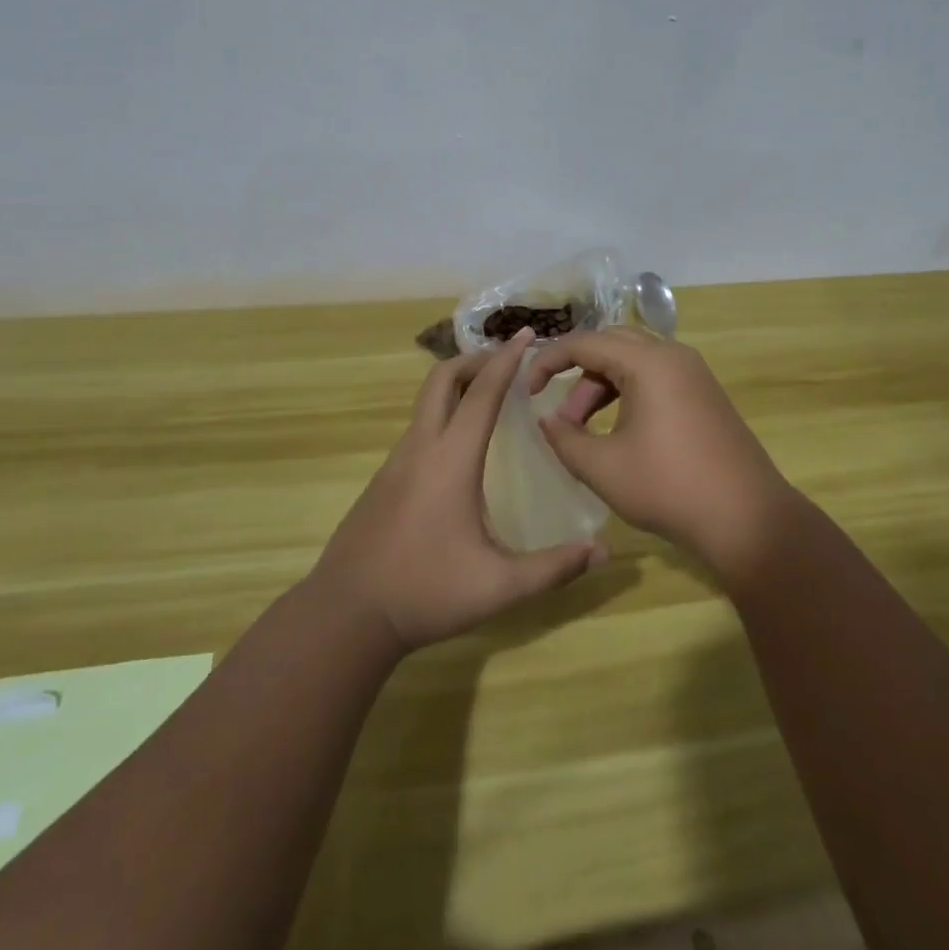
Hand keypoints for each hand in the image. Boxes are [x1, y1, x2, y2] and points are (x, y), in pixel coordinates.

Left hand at [310, 329, 606, 652]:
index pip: (482, 393)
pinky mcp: (383, 480)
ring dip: (457, 386)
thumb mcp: (498, 586)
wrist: (346, 615)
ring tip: (490, 397)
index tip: (527, 334)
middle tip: (507, 362)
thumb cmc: (425, 592)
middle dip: (475, 359)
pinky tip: (460, 447)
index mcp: (450, 459)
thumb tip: (603, 551)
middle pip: (441, 379)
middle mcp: (420, 448)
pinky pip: (418, 428)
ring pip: (426, 402)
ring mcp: (396, 462)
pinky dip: (443, 414)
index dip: (506, 359)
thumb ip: (553, 568)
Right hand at [529, 328, 794, 580]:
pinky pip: (655, 377)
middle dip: (577, 373)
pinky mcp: (704, 393)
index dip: (547, 362)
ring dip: (602, 387)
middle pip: (611, 344)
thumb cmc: (669, 487)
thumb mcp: (603, 467)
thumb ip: (564, 438)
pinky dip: (627, 394)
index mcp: (648, 361)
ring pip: (633, 361)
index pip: (584, 342)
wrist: (747, 518)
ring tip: (583, 432)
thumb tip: (547, 419)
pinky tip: (617, 431)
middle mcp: (672, 355)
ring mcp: (693, 373)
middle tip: (560, 414)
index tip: (526, 391)